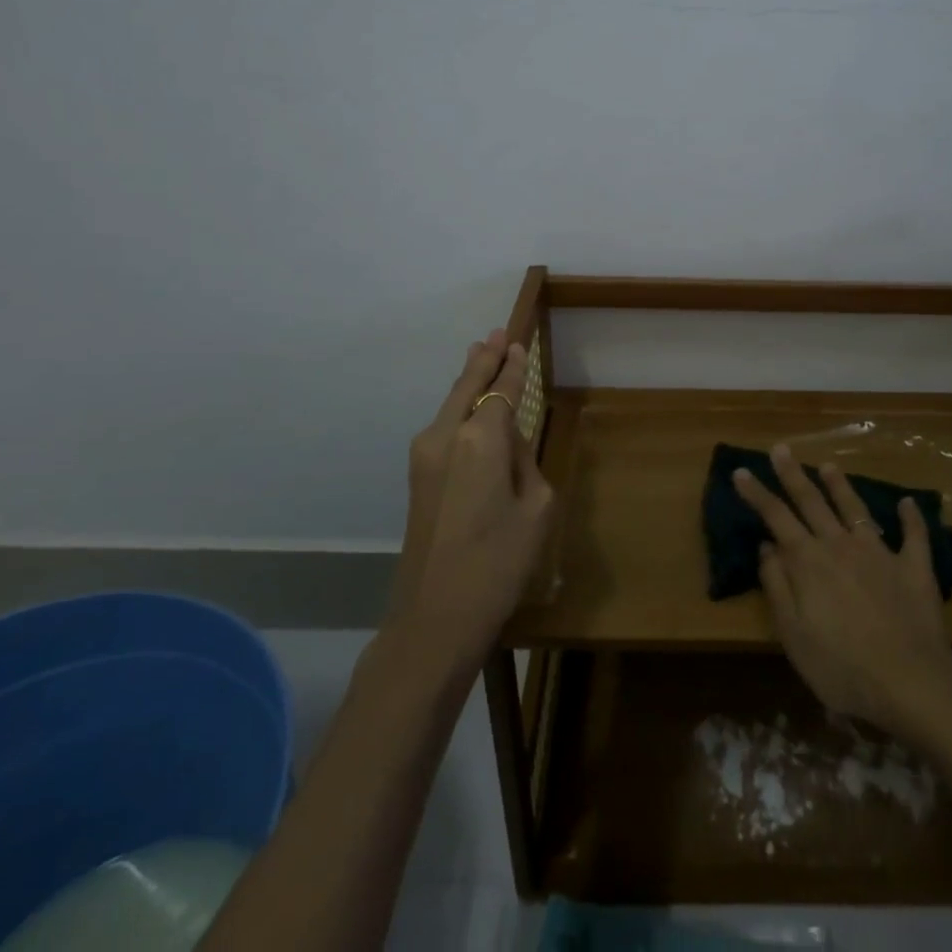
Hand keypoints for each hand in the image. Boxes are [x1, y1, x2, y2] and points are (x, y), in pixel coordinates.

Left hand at [388, 330, 554, 670]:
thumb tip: (505, 443)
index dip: (512, 367)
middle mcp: (445, 436)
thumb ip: (523, 462)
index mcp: (478, 438)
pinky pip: (443, 427)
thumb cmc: (498, 562)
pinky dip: (458, 405)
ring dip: (468, 380)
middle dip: (483, 360)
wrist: (433, 617)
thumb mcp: (535, 508)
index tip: (518, 342)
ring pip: (450, 404)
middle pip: (466, 386)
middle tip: (495, 334)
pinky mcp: (417, 477)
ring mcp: (424, 456)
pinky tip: (467, 403)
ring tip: (480, 355)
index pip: (500, 390)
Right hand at [734, 446, 951, 733]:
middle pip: (812, 502)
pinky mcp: (914, 569)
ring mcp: (880, 554)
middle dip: (793, 474)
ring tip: (829, 465)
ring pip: (856, 510)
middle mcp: (841, 546)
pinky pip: (914, 537)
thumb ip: (778, 587)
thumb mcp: (794, 635)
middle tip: (781, 448)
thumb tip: (767, 546)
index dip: (757, 493)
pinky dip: (912, 518)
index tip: (741, 470)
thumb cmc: (842, 668)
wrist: (911, 685)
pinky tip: (909, 503)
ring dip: (841, 486)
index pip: (776, 518)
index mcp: (809, 562)